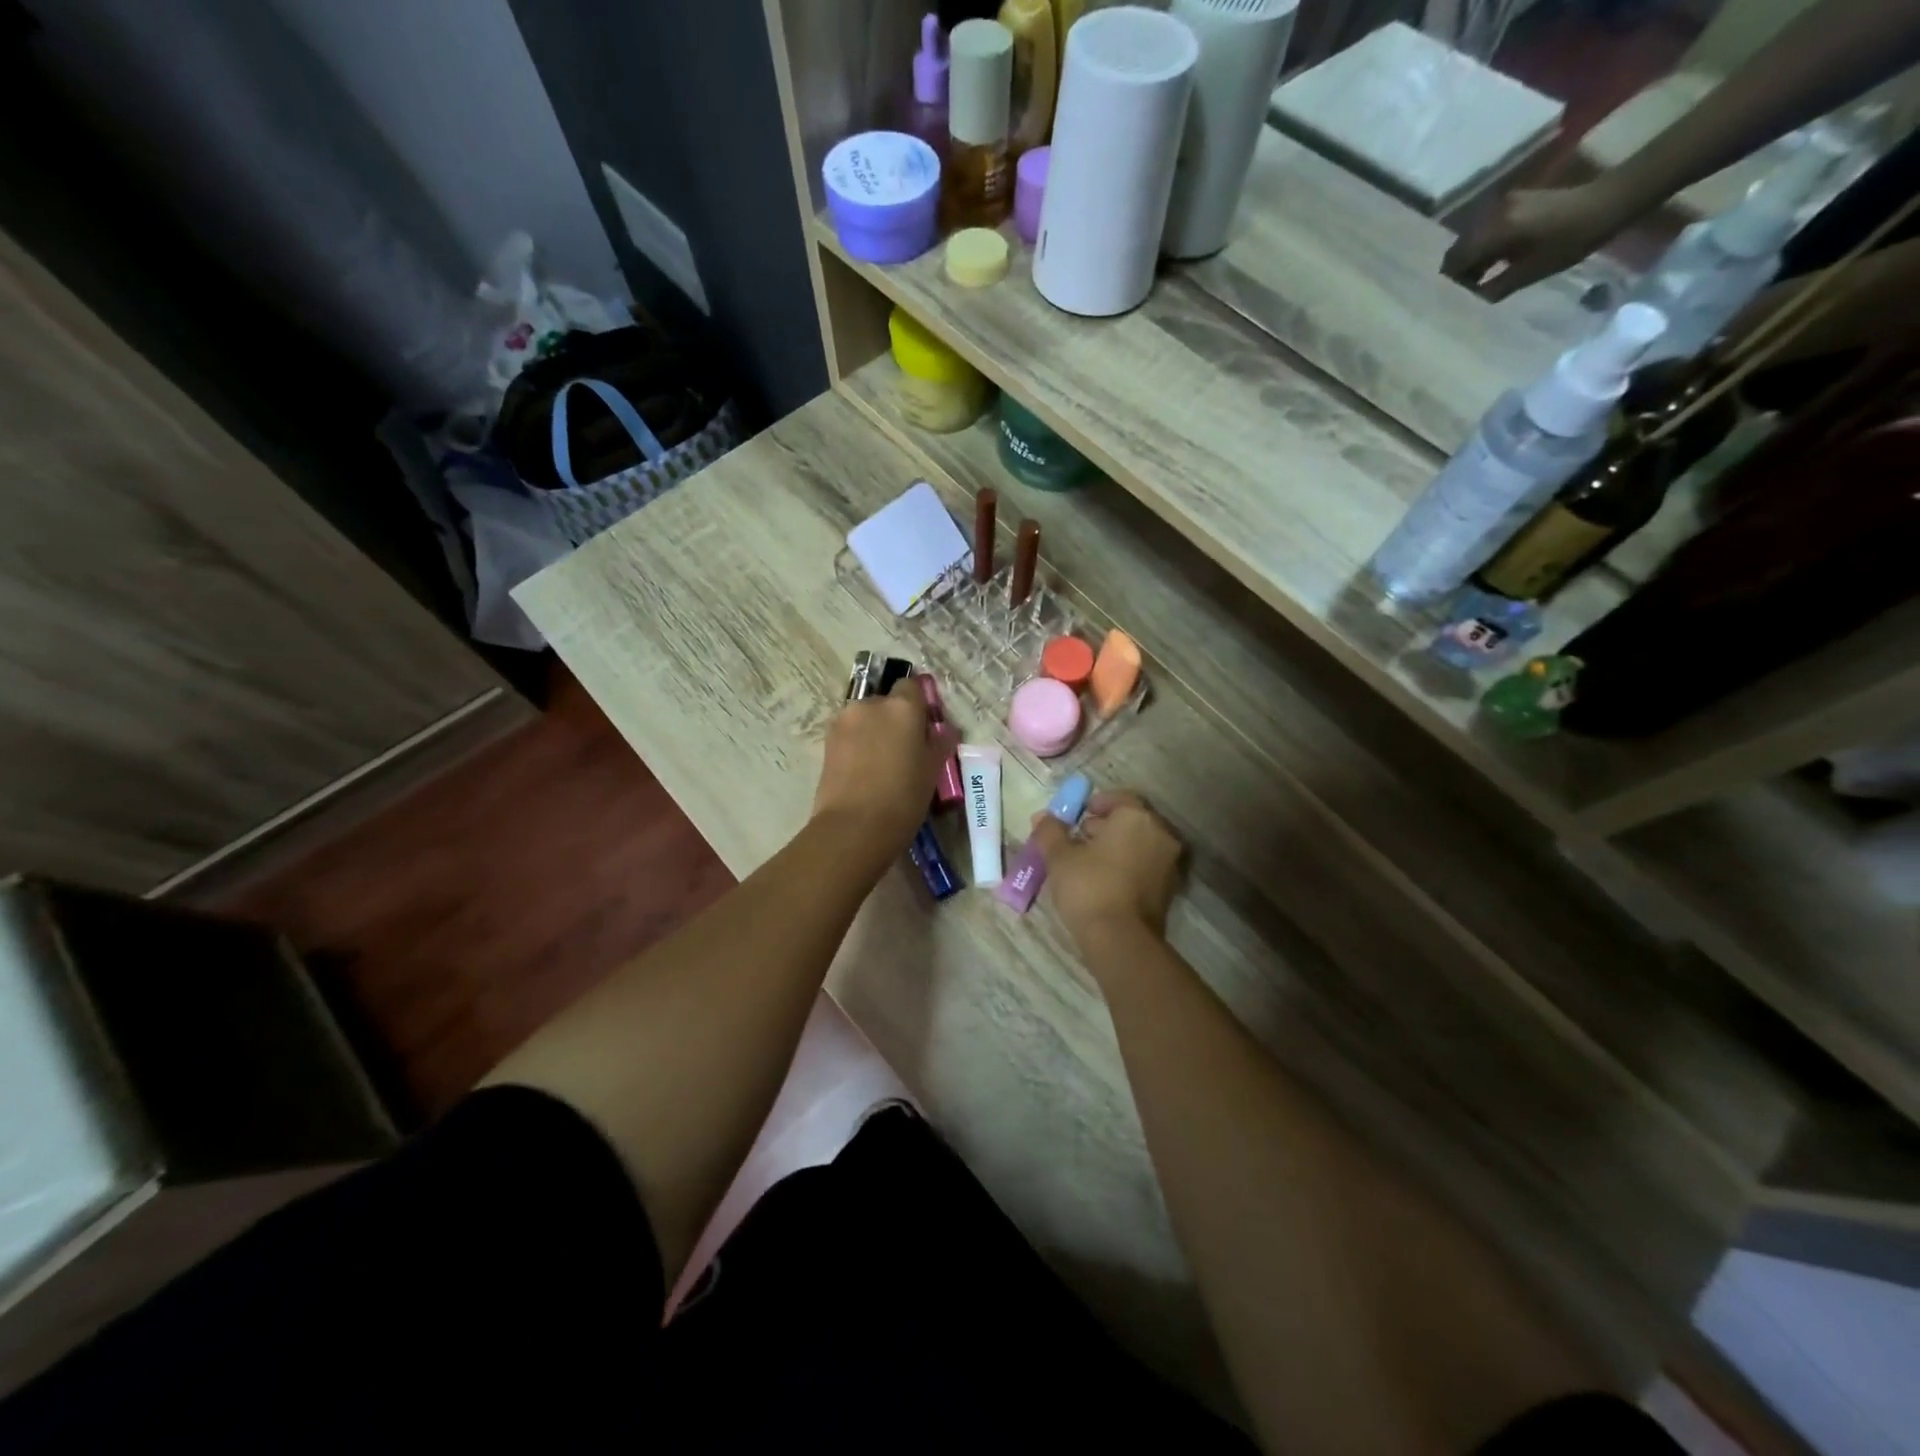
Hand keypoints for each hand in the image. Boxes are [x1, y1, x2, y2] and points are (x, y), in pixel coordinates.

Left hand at [813, 678, 956, 857]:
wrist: (854, 826)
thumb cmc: (903, 797)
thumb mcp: (932, 770)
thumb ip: (939, 743)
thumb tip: (943, 730)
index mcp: (902, 707)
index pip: (912, 685)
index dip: (918, 703)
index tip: (923, 727)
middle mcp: (870, 705)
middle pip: (885, 701)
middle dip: (893, 719)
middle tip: (903, 750)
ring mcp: (844, 721)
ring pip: (864, 718)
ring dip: (873, 731)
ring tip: (880, 764)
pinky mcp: (826, 741)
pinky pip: (848, 734)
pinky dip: (856, 745)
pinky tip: (863, 771)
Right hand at [1029, 790, 1182, 952]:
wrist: (1121, 940)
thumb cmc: (1089, 887)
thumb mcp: (1060, 857)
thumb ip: (1051, 832)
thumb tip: (1043, 817)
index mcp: (1136, 817)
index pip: (1118, 798)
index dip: (1095, 804)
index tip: (1076, 817)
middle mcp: (1160, 834)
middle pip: (1130, 821)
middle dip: (1104, 827)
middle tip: (1077, 840)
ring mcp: (1169, 862)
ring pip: (1139, 844)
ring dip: (1116, 847)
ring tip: (1087, 863)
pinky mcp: (1169, 889)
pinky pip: (1145, 866)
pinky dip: (1127, 866)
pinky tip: (1104, 881)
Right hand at [1442, 181, 1635, 301]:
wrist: (1611, 200)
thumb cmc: (1571, 240)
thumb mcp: (1530, 272)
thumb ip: (1494, 287)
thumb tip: (1471, 298)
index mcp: (1495, 230)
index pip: (1454, 260)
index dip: (1451, 282)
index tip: (1456, 298)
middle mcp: (1493, 213)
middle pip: (1460, 247)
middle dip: (1459, 269)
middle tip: (1467, 290)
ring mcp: (1505, 203)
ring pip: (1473, 237)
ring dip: (1472, 257)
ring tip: (1482, 276)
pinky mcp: (1517, 200)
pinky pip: (1488, 227)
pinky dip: (1486, 244)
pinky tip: (1496, 258)